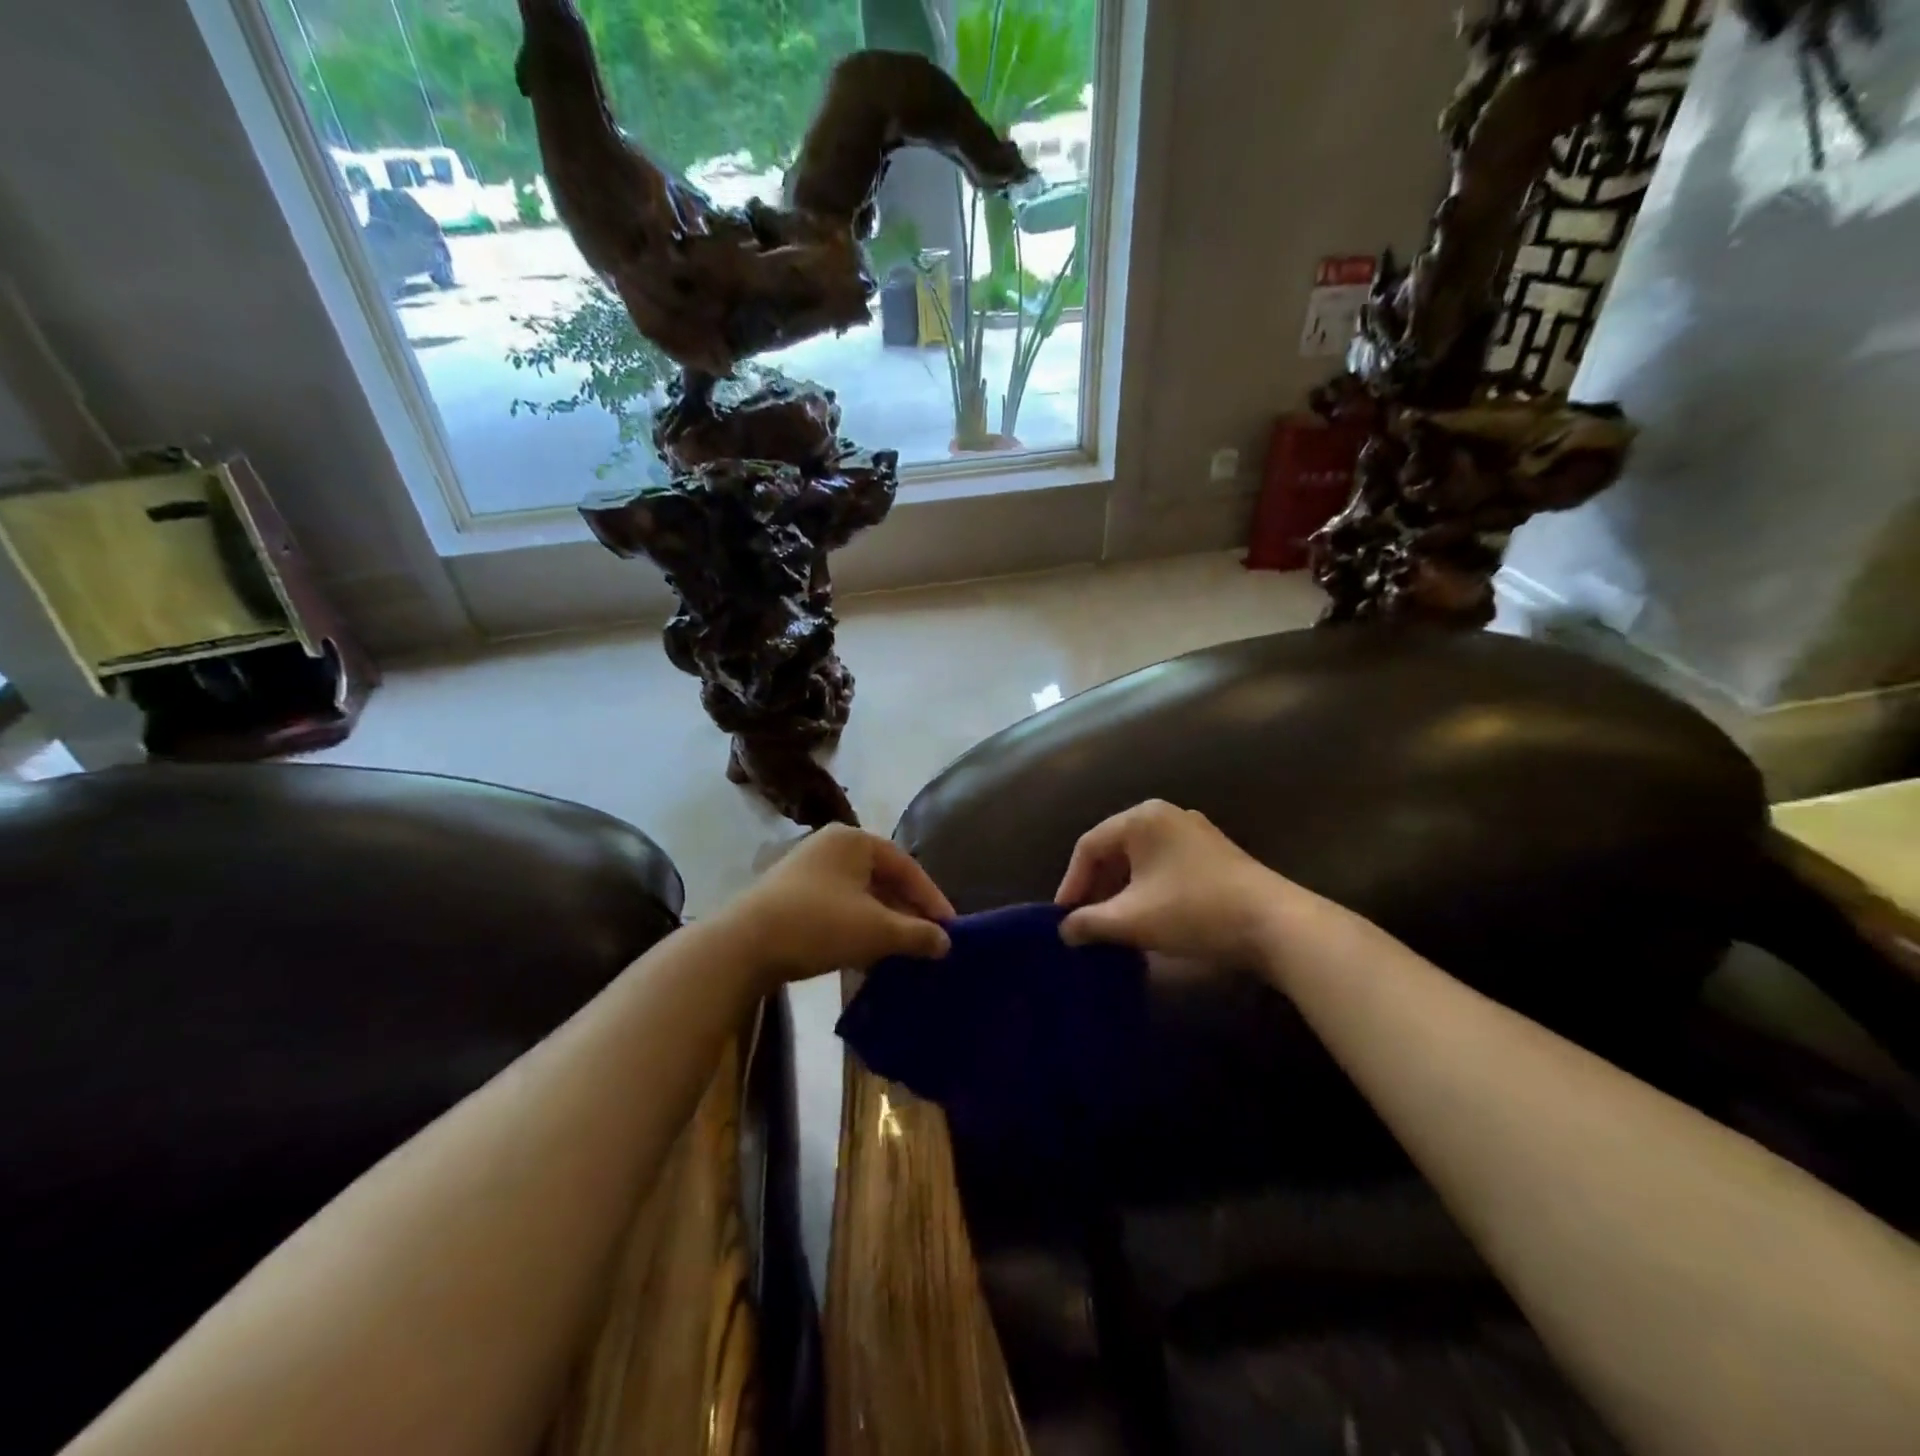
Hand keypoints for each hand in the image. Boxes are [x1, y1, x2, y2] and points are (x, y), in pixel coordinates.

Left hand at [723, 825, 953, 983]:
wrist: (742, 946)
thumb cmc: (818, 924)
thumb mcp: (876, 931)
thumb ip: (917, 934)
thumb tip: (946, 942)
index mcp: (855, 841)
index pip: (907, 867)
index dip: (932, 899)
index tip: (950, 930)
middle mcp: (832, 846)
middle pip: (883, 879)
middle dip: (907, 912)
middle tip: (929, 942)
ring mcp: (808, 870)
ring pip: (860, 896)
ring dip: (883, 923)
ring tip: (902, 951)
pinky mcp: (791, 895)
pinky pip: (838, 907)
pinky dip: (857, 927)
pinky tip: (867, 954)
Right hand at [1054, 800, 1301, 966]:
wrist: (1275, 924)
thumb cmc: (1193, 911)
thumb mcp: (1132, 920)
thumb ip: (1089, 923)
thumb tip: (1065, 930)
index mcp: (1141, 818)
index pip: (1089, 845)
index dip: (1071, 882)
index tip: (1063, 918)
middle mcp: (1166, 815)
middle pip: (1115, 849)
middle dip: (1096, 887)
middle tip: (1085, 921)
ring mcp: (1194, 831)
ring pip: (1140, 859)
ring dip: (1121, 890)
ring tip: (1112, 923)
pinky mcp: (1214, 853)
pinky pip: (1165, 865)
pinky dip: (1147, 888)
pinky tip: (1147, 916)